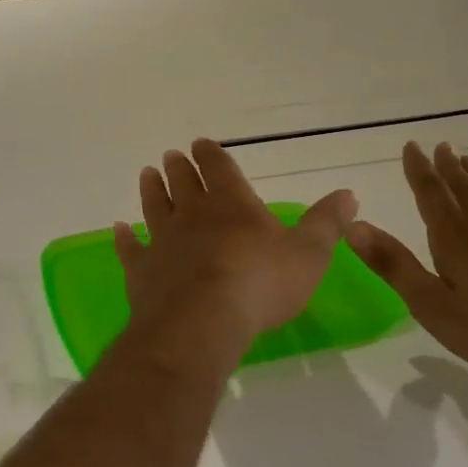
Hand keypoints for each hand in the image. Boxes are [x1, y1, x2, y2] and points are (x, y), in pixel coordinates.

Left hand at [115, 140, 357, 356]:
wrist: (202, 322)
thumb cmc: (260, 285)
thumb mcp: (308, 254)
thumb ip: (326, 223)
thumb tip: (349, 194)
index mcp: (232, 205)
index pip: (219, 169)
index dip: (211, 155)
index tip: (200, 143)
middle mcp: (193, 215)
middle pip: (183, 183)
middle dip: (179, 168)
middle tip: (170, 155)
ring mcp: (163, 241)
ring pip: (154, 207)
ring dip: (151, 190)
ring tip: (147, 174)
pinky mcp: (142, 270)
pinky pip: (130, 249)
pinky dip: (123, 238)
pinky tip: (118, 229)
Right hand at [345, 142, 467, 383]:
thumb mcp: (431, 304)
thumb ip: (393, 264)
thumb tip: (354, 226)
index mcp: (454, 238)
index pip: (431, 194)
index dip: (419, 170)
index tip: (411, 146)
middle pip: (462, 189)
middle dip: (447, 167)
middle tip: (440, 145)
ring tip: (465, 160)